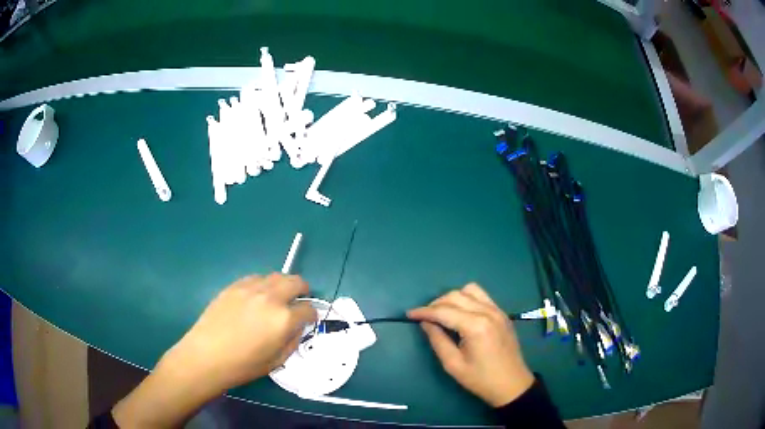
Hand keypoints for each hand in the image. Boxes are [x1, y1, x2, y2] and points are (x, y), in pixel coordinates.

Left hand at [113, 273, 316, 427]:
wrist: (206, 356)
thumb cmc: (243, 365)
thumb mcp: (277, 360)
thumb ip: (292, 340)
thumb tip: (297, 327)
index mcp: (284, 319)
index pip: (308, 309)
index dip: (311, 316)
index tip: (307, 321)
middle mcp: (270, 297)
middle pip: (296, 281)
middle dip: (303, 290)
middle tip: (298, 301)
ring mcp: (250, 288)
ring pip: (275, 276)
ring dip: (282, 286)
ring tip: (276, 299)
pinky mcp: (234, 286)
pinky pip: (255, 278)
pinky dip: (262, 285)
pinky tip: (255, 299)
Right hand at [407, 283, 534, 406]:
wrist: (511, 384)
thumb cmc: (480, 379)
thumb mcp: (453, 364)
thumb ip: (437, 340)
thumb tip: (425, 323)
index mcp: (475, 326)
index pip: (444, 311)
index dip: (424, 311)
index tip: (409, 314)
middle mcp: (487, 312)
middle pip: (456, 295)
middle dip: (436, 303)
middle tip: (425, 317)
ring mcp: (497, 310)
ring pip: (470, 290)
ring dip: (453, 298)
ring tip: (443, 313)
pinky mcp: (502, 313)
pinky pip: (482, 296)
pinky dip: (467, 298)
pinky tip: (461, 313)